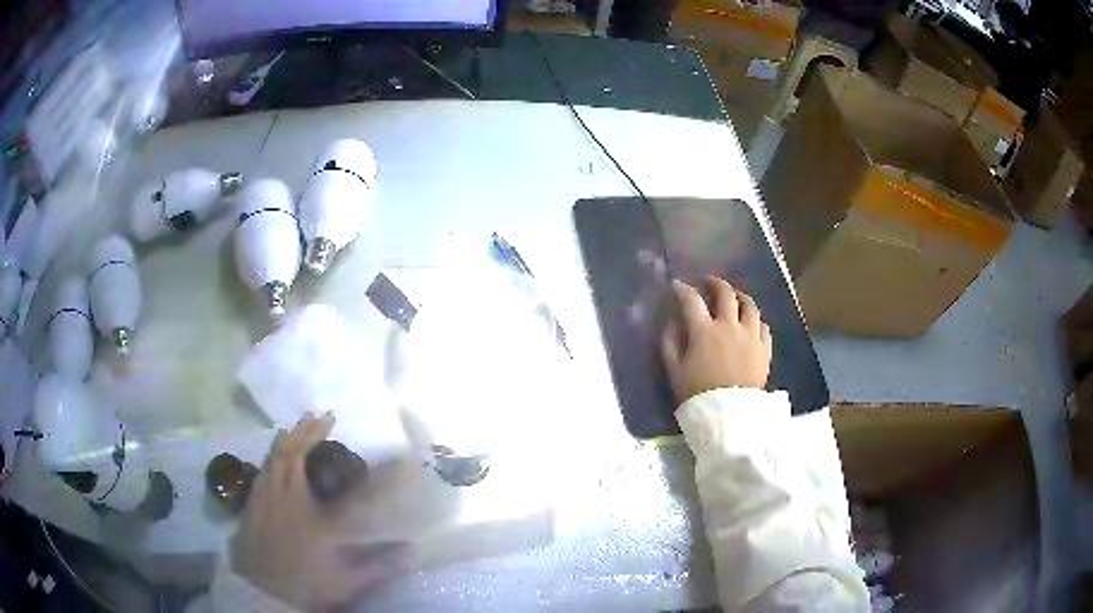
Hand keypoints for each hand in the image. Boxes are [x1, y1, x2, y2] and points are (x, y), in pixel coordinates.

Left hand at [230, 413, 412, 610]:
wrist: (261, 592)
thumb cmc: (306, 584)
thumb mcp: (347, 581)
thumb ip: (380, 565)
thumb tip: (414, 550)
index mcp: (316, 517)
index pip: (350, 488)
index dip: (374, 472)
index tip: (392, 456)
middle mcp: (288, 499)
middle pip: (294, 455)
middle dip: (308, 431)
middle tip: (322, 416)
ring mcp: (266, 498)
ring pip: (274, 458)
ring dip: (287, 438)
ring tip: (298, 426)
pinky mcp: (252, 504)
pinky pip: (262, 469)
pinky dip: (272, 455)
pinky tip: (274, 456)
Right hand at [661, 277, 771, 402]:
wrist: (728, 416)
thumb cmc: (697, 394)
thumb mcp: (674, 371)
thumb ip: (670, 344)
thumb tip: (671, 324)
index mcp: (704, 331)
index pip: (691, 300)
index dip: (682, 289)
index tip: (677, 286)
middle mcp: (729, 326)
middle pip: (725, 294)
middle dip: (715, 283)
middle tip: (709, 283)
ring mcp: (751, 336)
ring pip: (749, 306)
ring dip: (740, 296)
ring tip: (735, 297)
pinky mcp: (765, 349)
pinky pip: (764, 326)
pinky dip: (756, 320)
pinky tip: (751, 323)